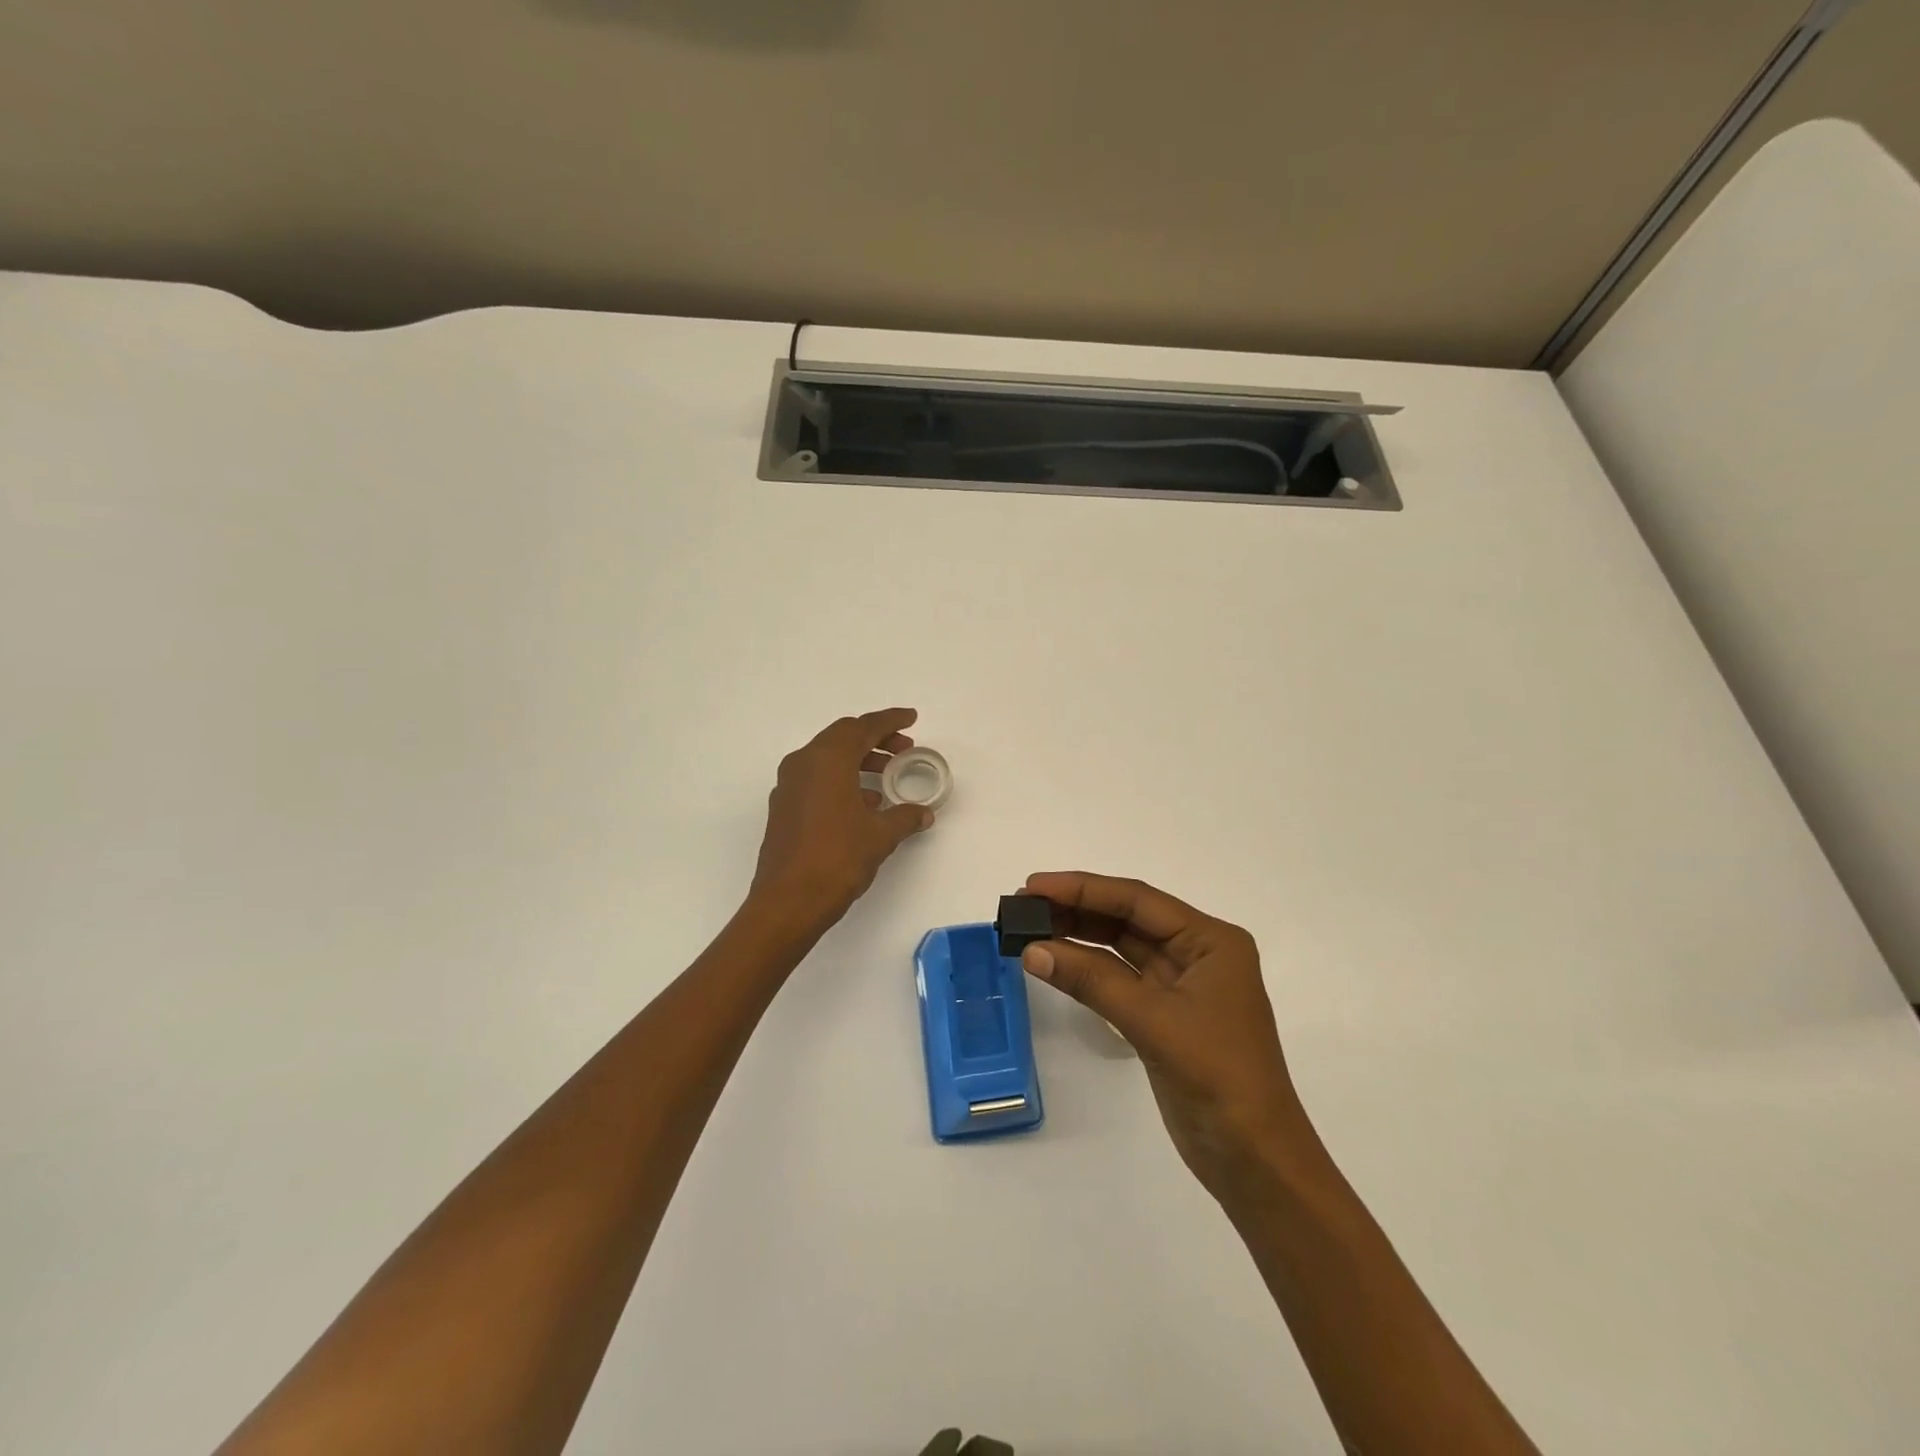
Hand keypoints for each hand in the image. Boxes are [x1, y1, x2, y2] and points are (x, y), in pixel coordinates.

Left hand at [749, 709, 934, 928]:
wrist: (788, 901)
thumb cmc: (838, 858)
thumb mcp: (880, 835)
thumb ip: (905, 817)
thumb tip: (922, 813)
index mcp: (827, 759)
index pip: (863, 727)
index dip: (890, 720)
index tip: (911, 718)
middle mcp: (803, 763)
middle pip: (843, 736)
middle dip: (875, 738)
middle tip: (904, 749)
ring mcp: (788, 785)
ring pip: (828, 757)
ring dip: (859, 760)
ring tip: (888, 777)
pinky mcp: (783, 807)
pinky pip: (816, 778)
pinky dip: (842, 779)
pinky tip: (864, 803)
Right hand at [1020, 872, 1320, 1202]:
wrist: (1254, 1160)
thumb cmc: (1217, 1076)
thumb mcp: (1154, 1020)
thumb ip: (1092, 980)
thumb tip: (1031, 949)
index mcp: (1211, 941)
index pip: (1137, 900)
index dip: (1083, 888)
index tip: (1033, 886)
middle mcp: (1197, 953)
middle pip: (1127, 918)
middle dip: (1076, 909)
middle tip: (1021, 906)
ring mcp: (1180, 986)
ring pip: (1120, 947)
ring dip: (1077, 937)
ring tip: (1028, 928)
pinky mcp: (1164, 1015)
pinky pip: (1118, 979)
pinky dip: (1086, 970)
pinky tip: (1054, 962)